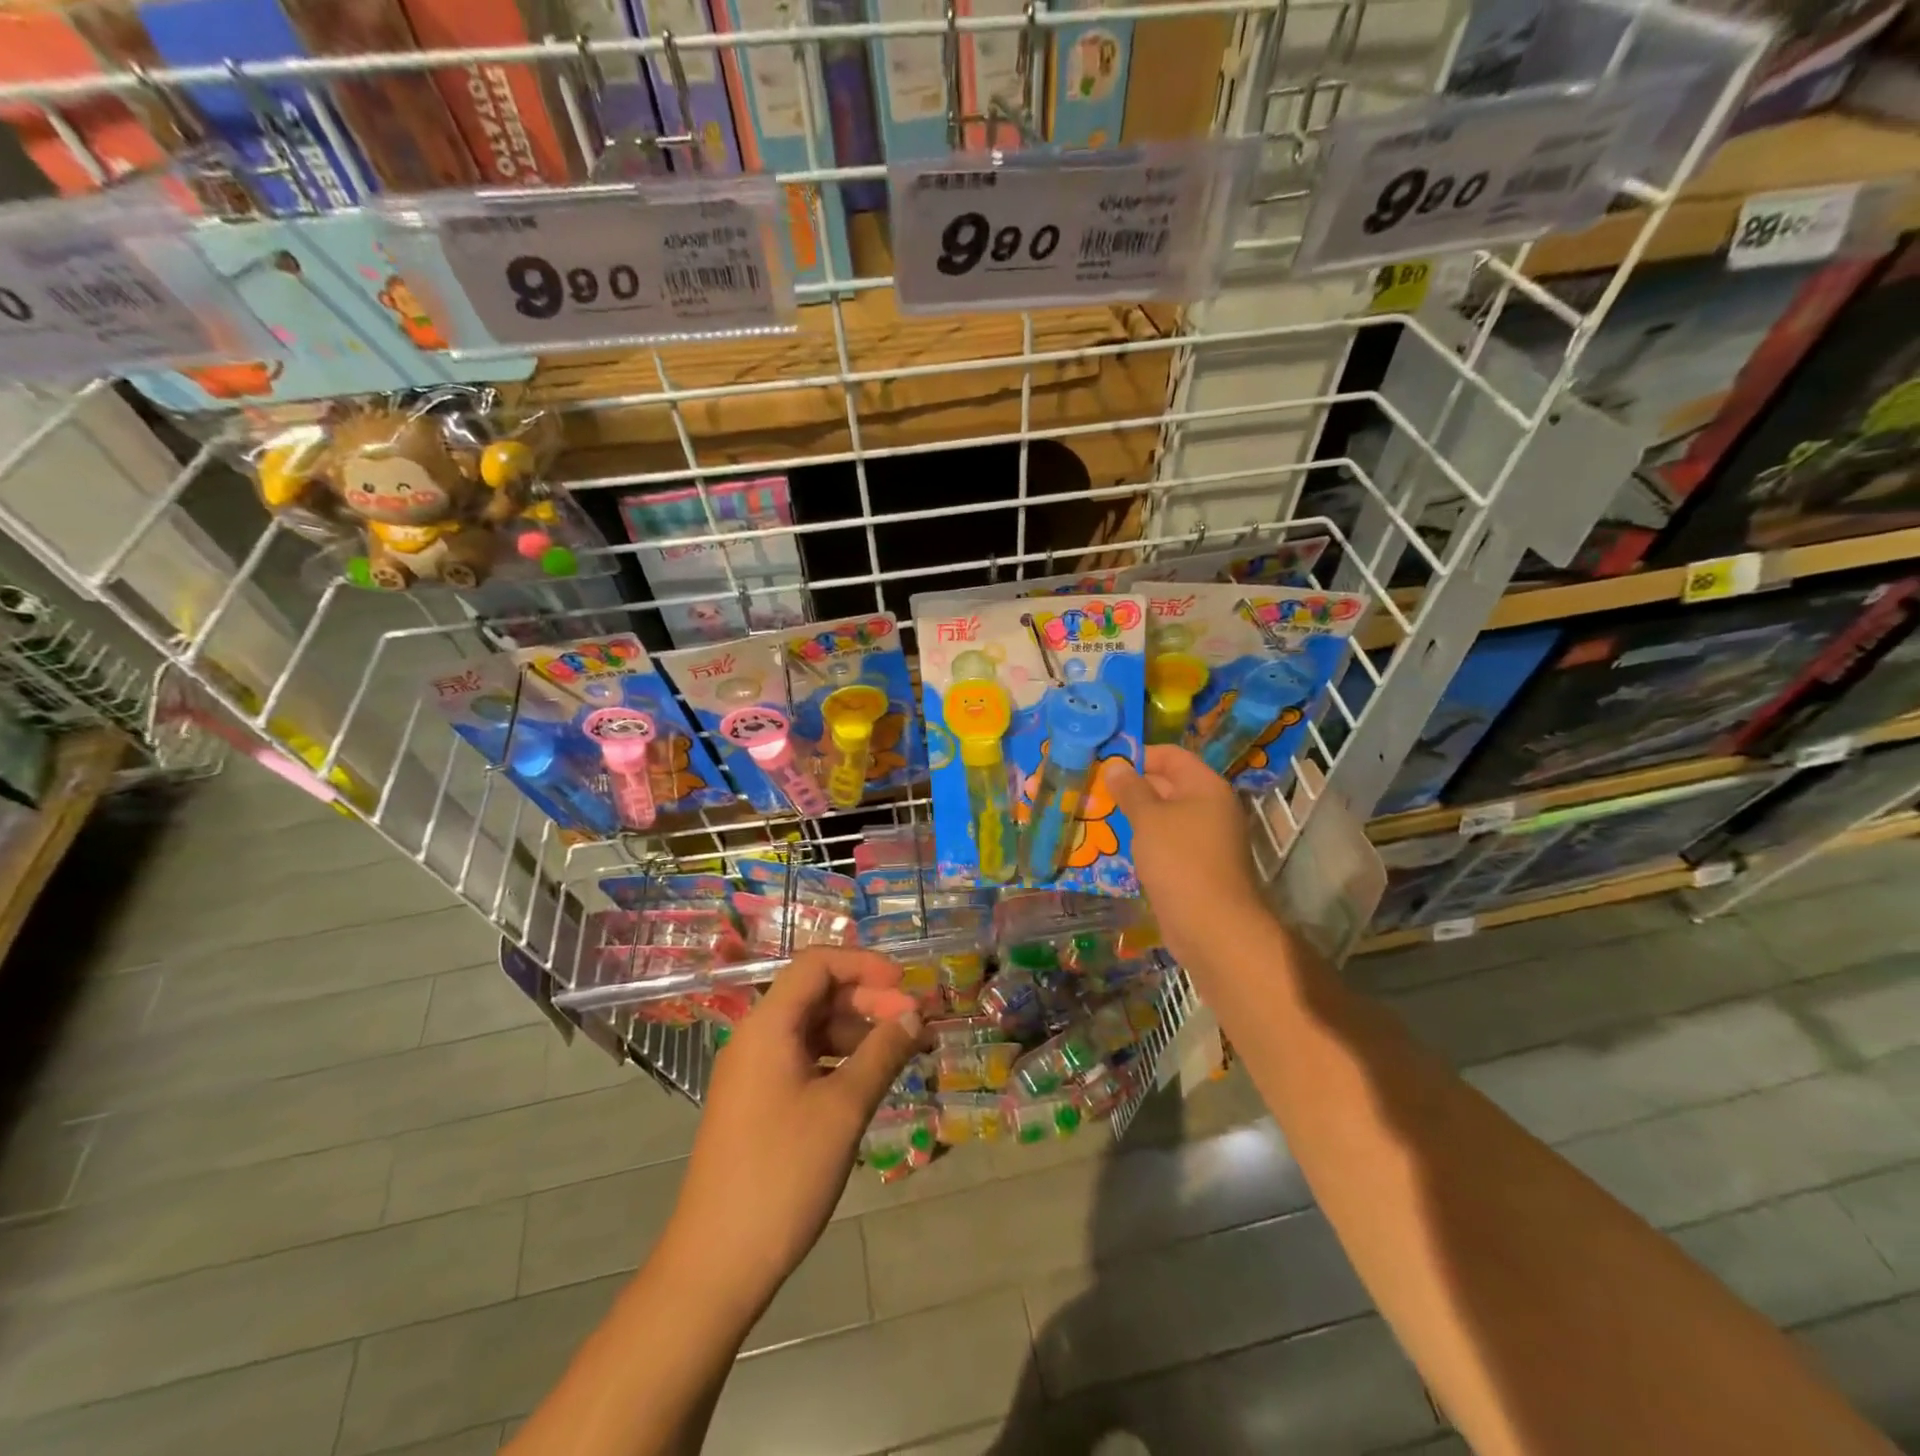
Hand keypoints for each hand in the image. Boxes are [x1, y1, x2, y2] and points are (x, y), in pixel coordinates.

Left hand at [659, 948, 922, 1318]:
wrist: (715, 1265)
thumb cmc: (782, 1175)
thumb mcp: (843, 1110)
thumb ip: (882, 1053)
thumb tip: (915, 1016)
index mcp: (768, 1026)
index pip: (817, 964)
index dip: (864, 965)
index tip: (906, 987)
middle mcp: (755, 1038)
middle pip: (816, 994)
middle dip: (868, 1001)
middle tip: (915, 1026)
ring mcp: (753, 1073)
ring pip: (812, 1029)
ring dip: (858, 1032)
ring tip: (901, 1054)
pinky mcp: (757, 1104)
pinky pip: (803, 1061)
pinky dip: (839, 1061)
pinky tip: (868, 1082)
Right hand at [1104, 746, 1268, 968]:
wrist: (1211, 926)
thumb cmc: (1180, 860)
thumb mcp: (1148, 819)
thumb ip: (1131, 790)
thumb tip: (1116, 765)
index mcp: (1206, 787)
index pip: (1171, 756)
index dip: (1139, 755)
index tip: (1105, 763)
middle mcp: (1211, 807)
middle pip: (1168, 784)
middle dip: (1132, 786)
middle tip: (1094, 790)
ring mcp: (1205, 839)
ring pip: (1165, 816)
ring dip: (1135, 816)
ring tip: (1098, 815)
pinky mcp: (1196, 866)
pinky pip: (1167, 842)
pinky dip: (1145, 841)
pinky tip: (1118, 846)